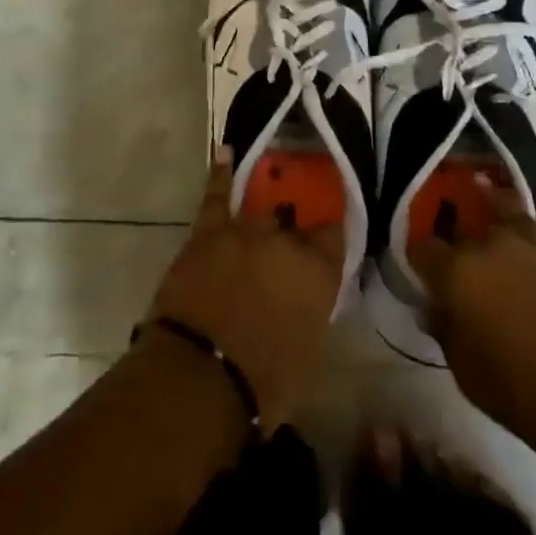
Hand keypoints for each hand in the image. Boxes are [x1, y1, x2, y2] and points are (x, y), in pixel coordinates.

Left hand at [145, 150, 343, 429]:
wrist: (200, 377)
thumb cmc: (263, 384)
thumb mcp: (307, 356)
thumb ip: (310, 316)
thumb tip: (304, 303)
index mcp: (319, 274)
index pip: (335, 237)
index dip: (330, 236)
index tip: (326, 240)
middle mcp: (287, 243)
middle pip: (295, 224)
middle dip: (292, 233)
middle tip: (286, 246)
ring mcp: (246, 232)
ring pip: (261, 209)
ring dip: (264, 210)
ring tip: (271, 190)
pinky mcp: (209, 232)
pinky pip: (217, 194)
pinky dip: (221, 173)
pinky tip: (225, 151)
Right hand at [408, 180, 535, 473]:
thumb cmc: (526, 396)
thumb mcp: (467, 374)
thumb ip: (444, 330)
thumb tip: (434, 306)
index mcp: (457, 273)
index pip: (421, 247)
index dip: (418, 260)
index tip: (423, 277)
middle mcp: (488, 244)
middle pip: (458, 227)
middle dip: (452, 243)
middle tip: (457, 269)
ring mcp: (529, 241)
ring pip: (496, 210)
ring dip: (486, 222)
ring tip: (487, 239)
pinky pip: (528, 228)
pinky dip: (518, 233)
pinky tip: (521, 257)